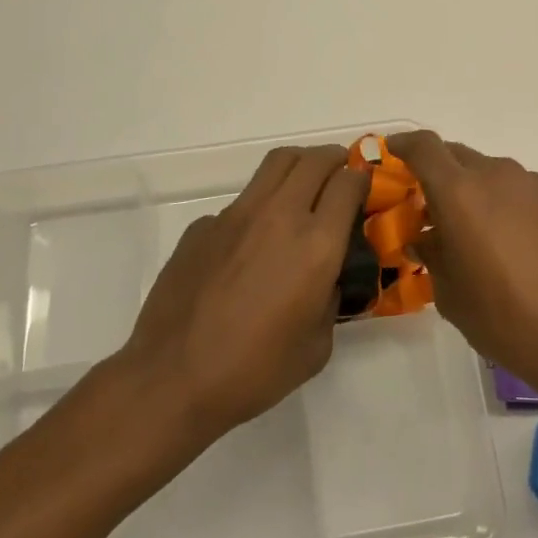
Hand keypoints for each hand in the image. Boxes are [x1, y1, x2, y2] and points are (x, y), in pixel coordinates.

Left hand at [118, 145, 368, 442]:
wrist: (173, 378)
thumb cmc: (255, 371)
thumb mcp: (317, 345)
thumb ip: (331, 299)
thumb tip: (328, 277)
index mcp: (316, 245)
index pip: (349, 184)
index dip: (362, 179)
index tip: (364, 188)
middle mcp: (279, 215)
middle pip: (314, 159)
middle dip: (335, 160)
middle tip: (341, 175)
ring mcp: (236, 215)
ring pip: (276, 164)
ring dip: (299, 167)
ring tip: (304, 187)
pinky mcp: (203, 225)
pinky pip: (241, 201)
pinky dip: (259, 207)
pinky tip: (251, 245)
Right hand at [390, 130, 537, 403]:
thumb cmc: (503, 317)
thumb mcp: (450, 292)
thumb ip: (431, 254)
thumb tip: (426, 237)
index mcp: (459, 191)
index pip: (423, 146)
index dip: (402, 145)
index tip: (389, 155)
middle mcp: (494, 174)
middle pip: (453, 154)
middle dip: (432, 171)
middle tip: (421, 204)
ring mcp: (528, 185)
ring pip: (484, 170)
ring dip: (465, 186)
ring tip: (460, 227)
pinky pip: (510, 186)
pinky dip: (493, 198)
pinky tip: (495, 237)